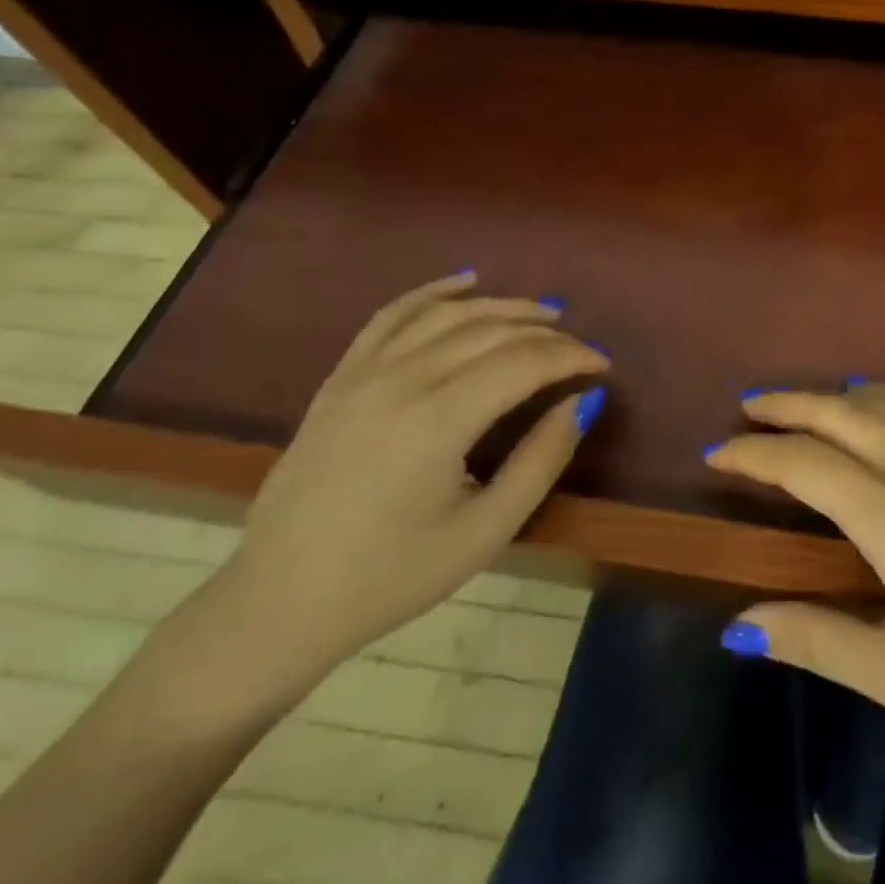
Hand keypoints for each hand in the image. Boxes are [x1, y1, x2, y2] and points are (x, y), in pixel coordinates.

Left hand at [216, 272, 607, 684]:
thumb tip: (584, 401)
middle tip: (581, 348)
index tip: (603, 366)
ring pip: (447, 315)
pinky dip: (432, 293)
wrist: (282, 601)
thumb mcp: (485, 532)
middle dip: (546, 334)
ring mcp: (363, 373)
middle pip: (491, 332)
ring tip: (542, 311)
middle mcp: (401, 381)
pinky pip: (391, 316)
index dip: (571, 357)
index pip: (523, 362)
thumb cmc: (393, 576)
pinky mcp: (340, 378)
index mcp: (438, 421)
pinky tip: (464, 282)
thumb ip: (542, 460)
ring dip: (501, 305)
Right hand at [707, 384, 884, 805]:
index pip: (803, 464)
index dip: (754, 454)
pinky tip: (882, 401)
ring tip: (801, 401)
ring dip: (833, 394)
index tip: (718, 453)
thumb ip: (819, 642)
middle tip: (748, 405)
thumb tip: (738, 627)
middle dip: (786, 405)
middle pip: (839, 414)